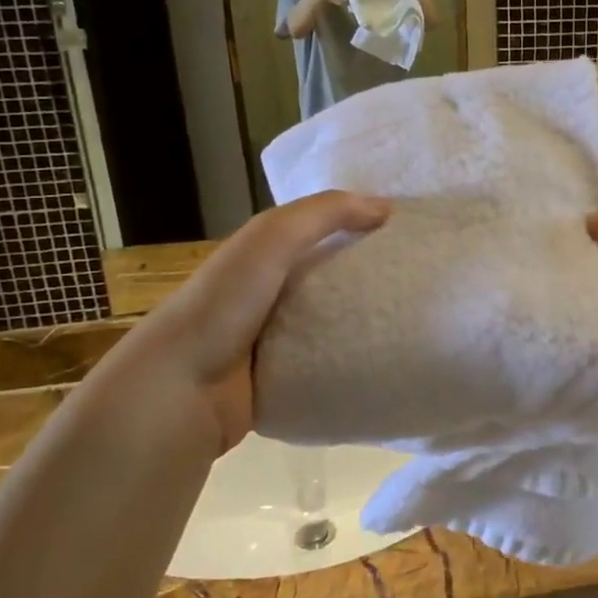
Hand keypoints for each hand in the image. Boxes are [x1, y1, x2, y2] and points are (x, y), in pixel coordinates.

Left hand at [76, 191, 388, 460]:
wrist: (180, 389)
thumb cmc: (224, 304)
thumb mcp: (272, 238)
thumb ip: (325, 213)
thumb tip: (386, 207)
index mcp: (263, 255)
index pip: (320, 232)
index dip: (358, 225)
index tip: (406, 232)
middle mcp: (269, 294)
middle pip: (330, 277)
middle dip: (369, 276)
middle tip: (418, 278)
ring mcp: (274, 340)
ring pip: (332, 322)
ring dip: (364, 321)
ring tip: (413, 319)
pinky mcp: (282, 379)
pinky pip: (327, 362)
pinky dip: (351, 359)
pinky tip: (387, 357)